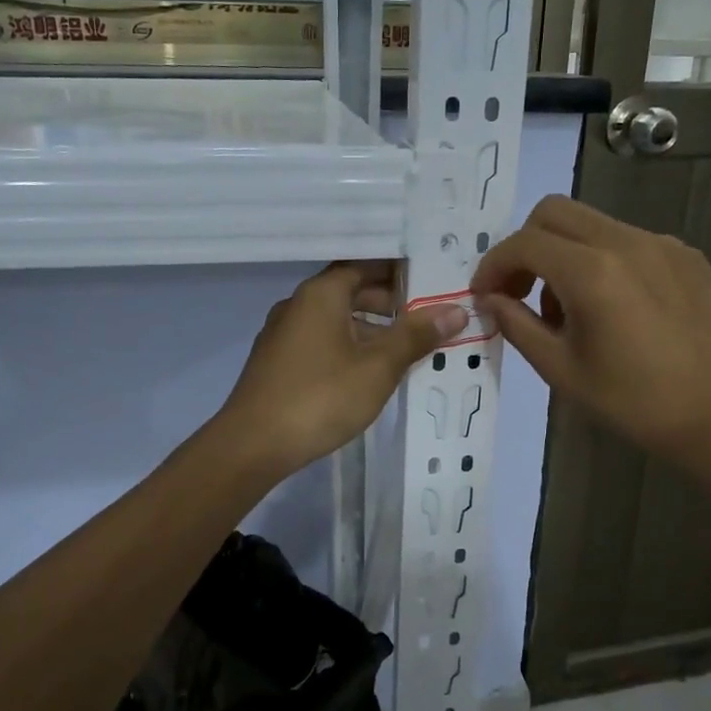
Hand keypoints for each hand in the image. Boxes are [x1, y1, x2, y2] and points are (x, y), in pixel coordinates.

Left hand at [217, 261, 468, 475]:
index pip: (365, 265)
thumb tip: (456, 310)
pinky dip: (349, 346)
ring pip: (335, 319)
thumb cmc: (320, 397)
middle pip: (349, 291)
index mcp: (321, 294)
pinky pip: (321, 342)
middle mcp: (298, 305)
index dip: (399, 271)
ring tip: (406, 347)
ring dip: (370, 328)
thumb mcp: (378, 367)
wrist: (253, 444)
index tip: (431, 279)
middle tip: (427, 315)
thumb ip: (416, 336)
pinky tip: (369, 373)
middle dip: (389, 302)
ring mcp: (283, 335)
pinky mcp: (278, 363)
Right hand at [470, 196, 710, 471]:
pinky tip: (613, 308)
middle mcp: (627, 242)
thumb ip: (518, 325)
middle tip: (519, 291)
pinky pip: (627, 240)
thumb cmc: (635, 403)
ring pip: (591, 224)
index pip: (523, 243)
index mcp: (592, 272)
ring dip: (563, 253)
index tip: (484, 296)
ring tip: (568, 310)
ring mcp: (662, 244)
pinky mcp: (686, 256)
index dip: (493, 266)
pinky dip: (602, 260)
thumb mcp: (562, 370)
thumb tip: (491, 300)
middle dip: (524, 246)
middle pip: (554, 212)